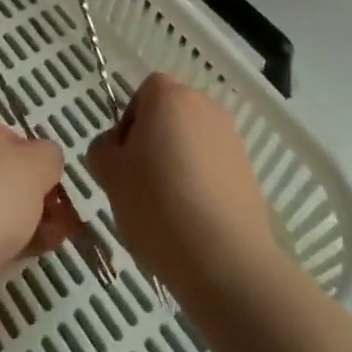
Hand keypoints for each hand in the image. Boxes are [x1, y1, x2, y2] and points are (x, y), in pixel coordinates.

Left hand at [0, 107, 68, 317]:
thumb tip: (44, 163)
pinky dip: (2, 243)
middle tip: (58, 212)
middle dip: (29, 192)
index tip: (48, 178)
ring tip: (55, 238)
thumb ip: (49, 156)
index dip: (29, 154)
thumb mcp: (38, 163)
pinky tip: (31, 255)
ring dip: (22, 220)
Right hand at [87, 73, 280, 302]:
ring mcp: (231, 138)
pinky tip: (192, 220)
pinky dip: (199, 184)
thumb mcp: (109, 174)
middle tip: (140, 185)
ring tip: (167, 209)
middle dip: (153, 142)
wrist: (225, 259)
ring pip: (191, 142)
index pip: (144, 93)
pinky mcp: (247, 171)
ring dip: (176, 164)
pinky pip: (212, 167)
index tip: (125, 160)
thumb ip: (103, 148)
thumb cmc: (157, 205)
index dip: (130, 123)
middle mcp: (204, 106)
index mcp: (169, 96)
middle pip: (170, 115)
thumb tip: (118, 147)